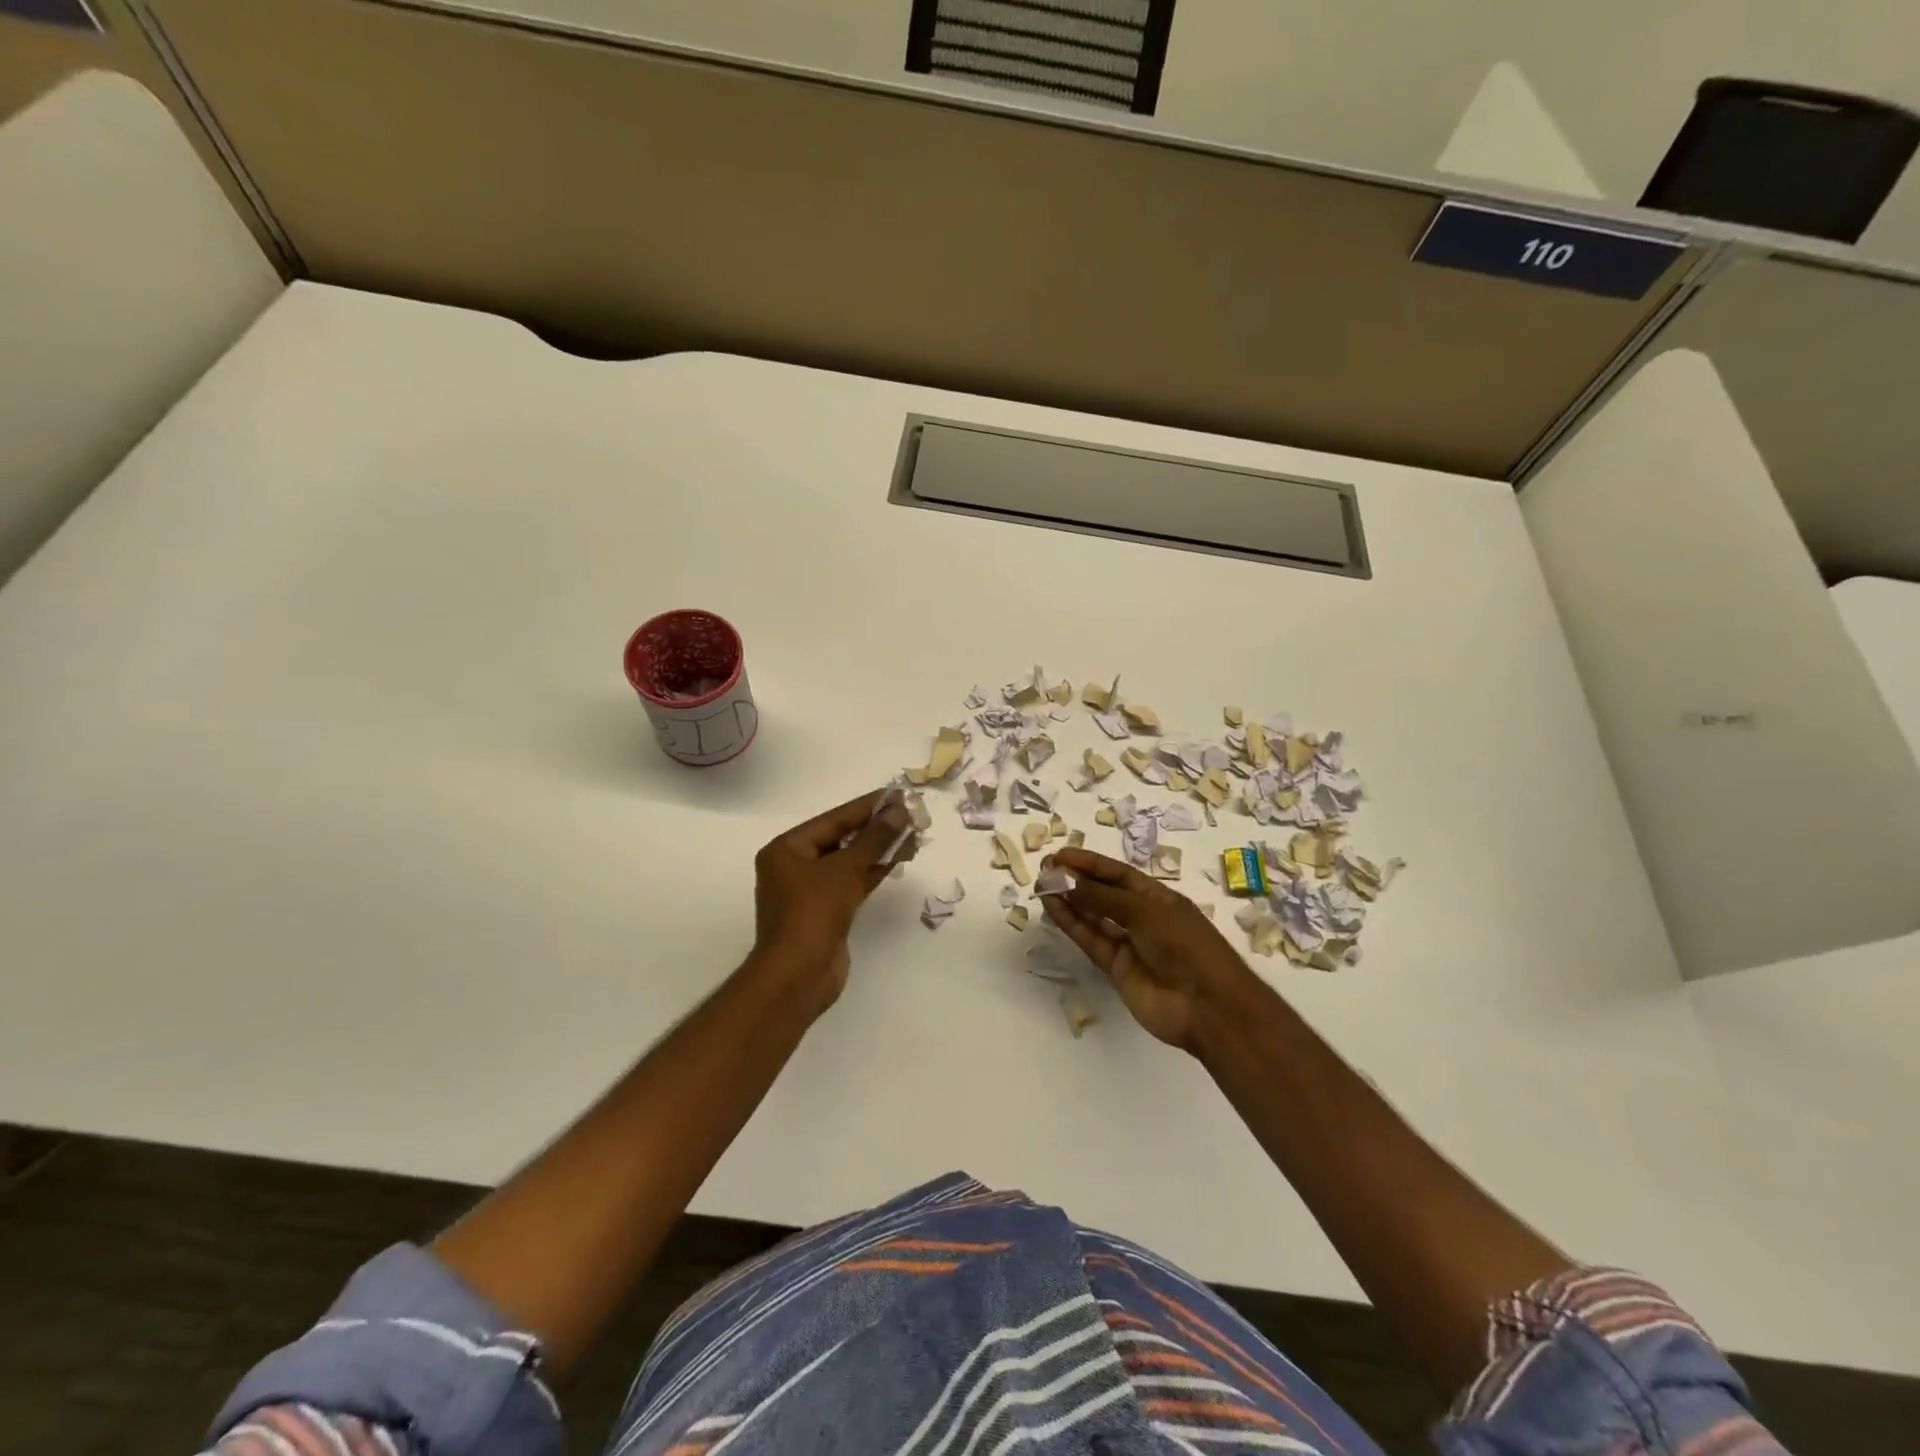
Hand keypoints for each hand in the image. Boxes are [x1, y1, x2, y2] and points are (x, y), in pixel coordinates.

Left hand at [751, 788, 912, 1008]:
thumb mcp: (844, 870)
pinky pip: (853, 882)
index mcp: (786, 849)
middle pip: (841, 838)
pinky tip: (899, 859)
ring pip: (850, 861)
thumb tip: (899, 810)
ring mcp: (811, 891)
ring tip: (913, 833)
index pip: (833, 819)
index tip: (896, 794)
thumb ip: (873, 839)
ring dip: (879, 849)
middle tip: (910, 813)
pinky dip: (874, 871)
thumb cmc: (813, 914)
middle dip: (875, 828)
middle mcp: (795, 866)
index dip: (866, 806)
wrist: (798, 977)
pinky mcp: (827, 911)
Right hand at [1041, 847, 1259, 1052]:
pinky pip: (1091, 940)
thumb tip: (1068, 881)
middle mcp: (1142, 918)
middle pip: (1104, 894)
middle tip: (1045, 869)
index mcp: (1159, 898)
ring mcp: (1129, 944)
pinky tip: (1053, 907)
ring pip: (1093, 918)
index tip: (1061, 856)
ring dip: (1070, 901)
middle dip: (1076, 881)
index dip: (1090, 863)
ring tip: (1043, 886)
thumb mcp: (1146, 912)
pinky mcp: (1116, 969)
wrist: (1207, 1006)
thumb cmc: (1185, 945)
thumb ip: (1104, 898)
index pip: (1119, 874)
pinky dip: (1072, 924)